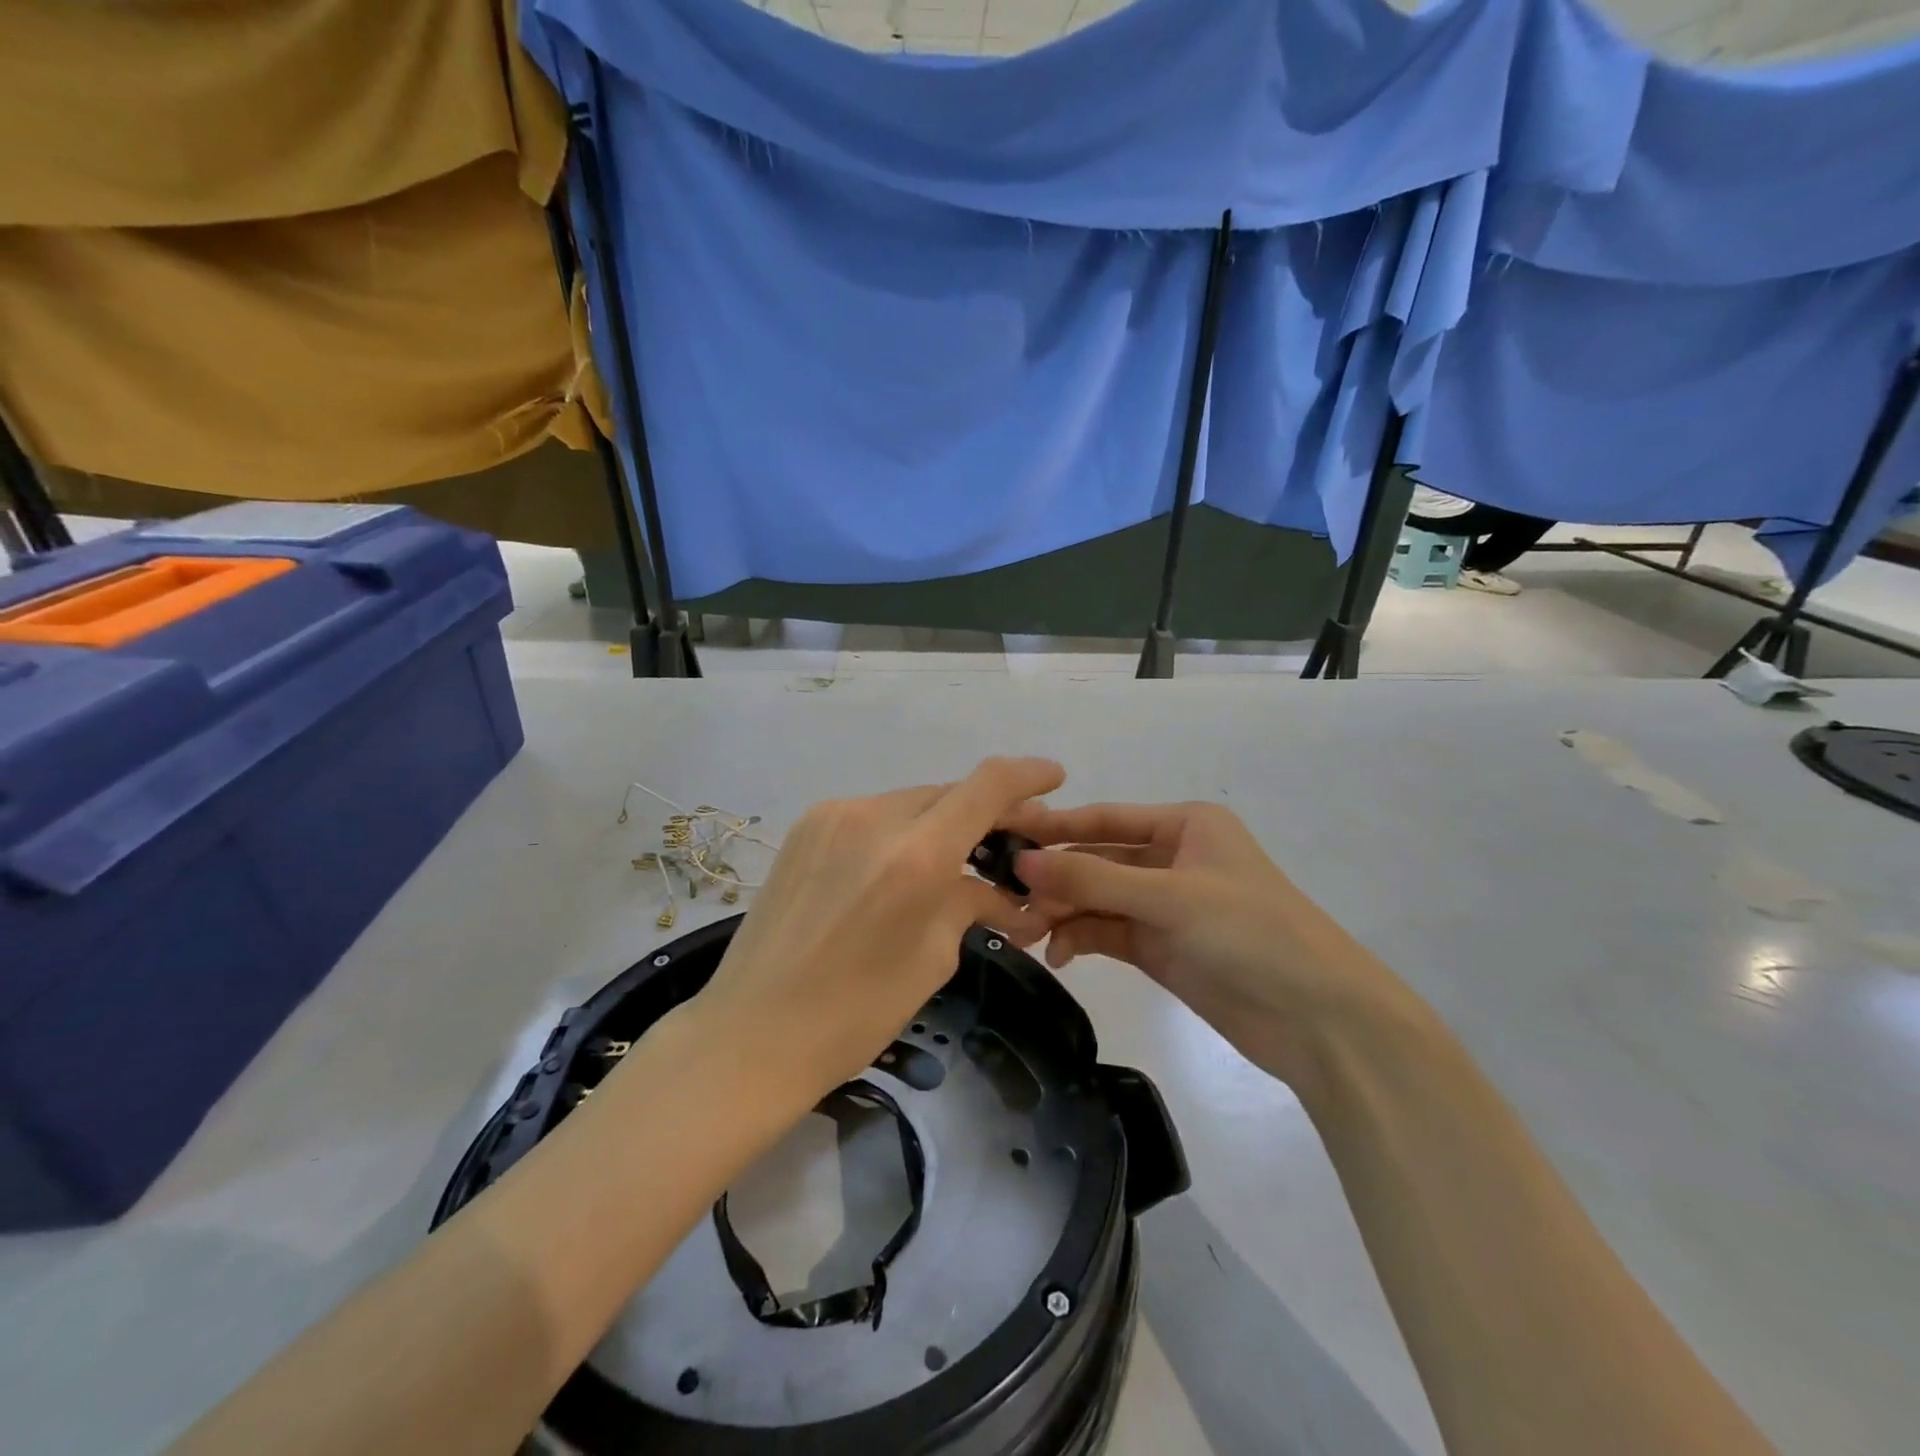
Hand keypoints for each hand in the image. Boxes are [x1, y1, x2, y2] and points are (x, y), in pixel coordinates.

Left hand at [690, 757, 1065, 1114]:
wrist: (751, 1031)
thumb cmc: (855, 1013)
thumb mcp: (933, 958)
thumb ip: (972, 905)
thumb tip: (1009, 896)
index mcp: (916, 855)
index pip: (987, 786)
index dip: (1027, 775)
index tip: (1054, 778)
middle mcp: (874, 816)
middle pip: (949, 793)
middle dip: (985, 813)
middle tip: (1007, 846)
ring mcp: (833, 816)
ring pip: (910, 803)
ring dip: (940, 824)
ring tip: (954, 863)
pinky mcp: (806, 827)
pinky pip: (872, 816)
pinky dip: (900, 832)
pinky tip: (901, 867)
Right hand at [1008, 800, 1412, 1088]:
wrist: (1318, 1020)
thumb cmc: (1250, 932)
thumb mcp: (1169, 898)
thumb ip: (1091, 882)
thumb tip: (1019, 862)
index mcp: (1184, 826)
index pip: (1105, 819)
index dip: (1054, 827)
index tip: (1003, 834)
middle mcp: (1172, 859)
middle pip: (1097, 861)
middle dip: (1054, 880)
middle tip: (1005, 899)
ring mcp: (1165, 906)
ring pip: (1097, 900)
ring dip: (1062, 913)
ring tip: (1024, 932)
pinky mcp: (1161, 947)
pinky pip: (1107, 932)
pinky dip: (1080, 939)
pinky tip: (1058, 954)